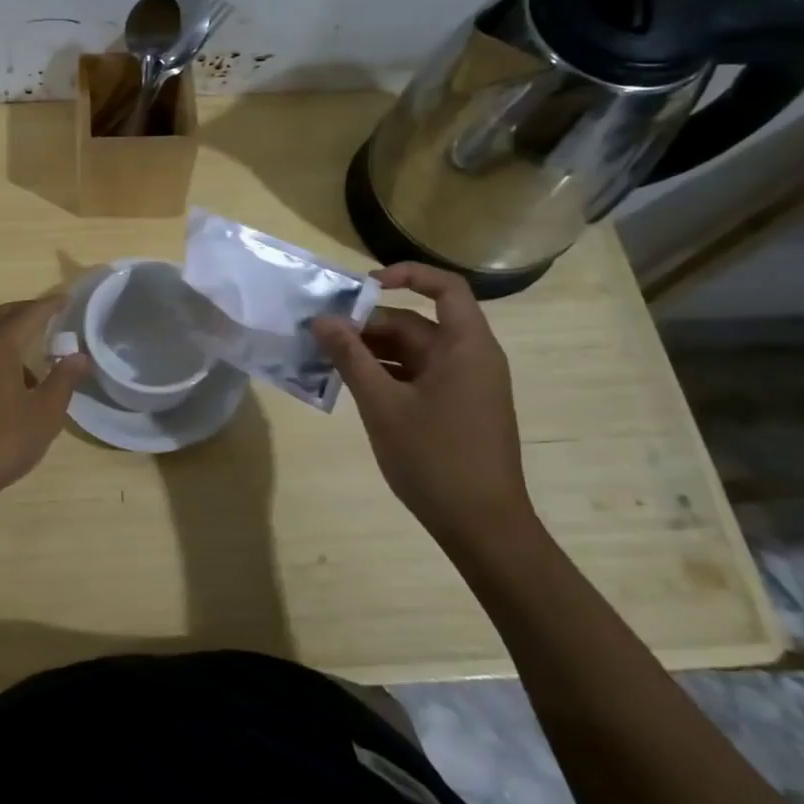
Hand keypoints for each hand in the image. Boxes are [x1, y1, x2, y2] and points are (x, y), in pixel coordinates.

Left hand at [0, 296, 90, 508]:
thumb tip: (79, 356)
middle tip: (49, 316)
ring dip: (11, 338)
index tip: (66, 299)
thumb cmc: (2, 440)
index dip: (49, 305)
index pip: (28, 314)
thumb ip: (63, 380)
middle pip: (1, 318)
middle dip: (26, 312)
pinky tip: (13, 388)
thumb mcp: (44, 413)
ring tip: (36, 360)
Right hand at [313, 263, 534, 545]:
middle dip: (370, 324)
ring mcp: (465, 385)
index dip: (406, 276)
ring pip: (413, 351)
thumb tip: (321, 320)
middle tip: (323, 333)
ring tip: (327, 358)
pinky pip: (417, 376)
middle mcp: (470, 358)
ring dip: (372, 351)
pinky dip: (386, 374)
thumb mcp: (383, 405)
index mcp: (466, 347)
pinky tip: (351, 385)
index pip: (445, 288)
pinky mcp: (456, 409)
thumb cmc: (435, 459)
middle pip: (418, 323)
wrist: (482, 527)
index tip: (362, 286)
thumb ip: (350, 358)